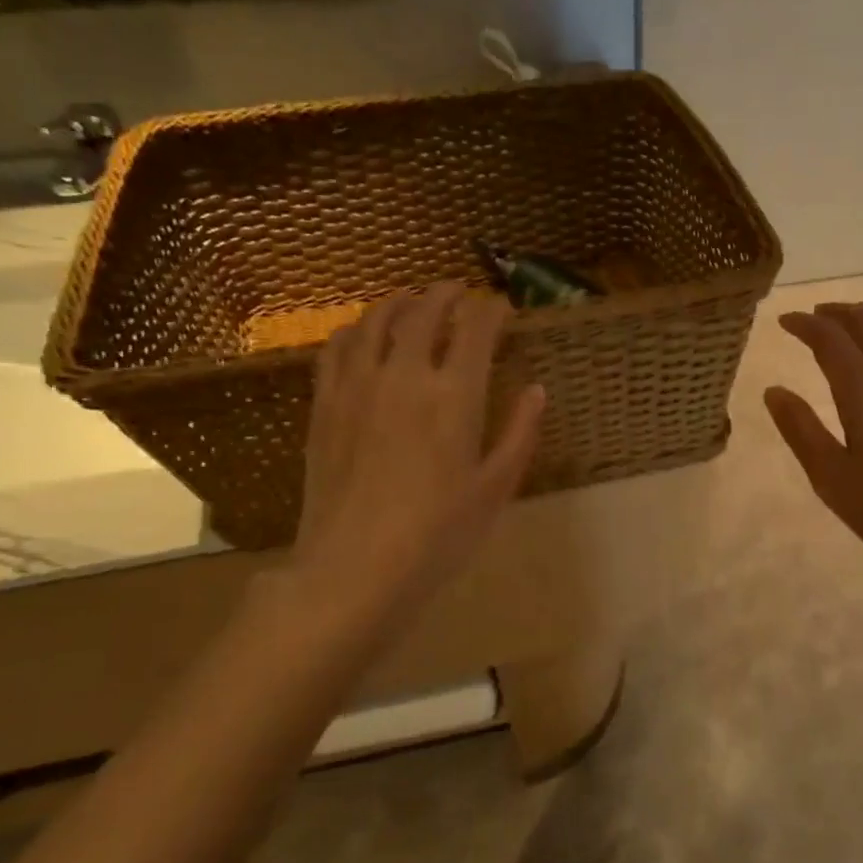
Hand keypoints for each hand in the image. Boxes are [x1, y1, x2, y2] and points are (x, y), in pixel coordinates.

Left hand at [251, 282, 544, 666]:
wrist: (355, 570)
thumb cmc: (439, 535)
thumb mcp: (496, 488)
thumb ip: (520, 432)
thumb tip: (537, 390)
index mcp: (455, 394)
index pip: (476, 327)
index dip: (492, 309)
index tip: (503, 309)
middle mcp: (405, 375)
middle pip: (424, 311)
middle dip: (447, 293)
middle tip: (461, 292)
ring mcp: (358, 386)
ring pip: (375, 320)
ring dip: (399, 301)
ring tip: (413, 298)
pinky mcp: (325, 405)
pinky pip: (337, 349)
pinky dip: (355, 329)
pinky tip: (362, 334)